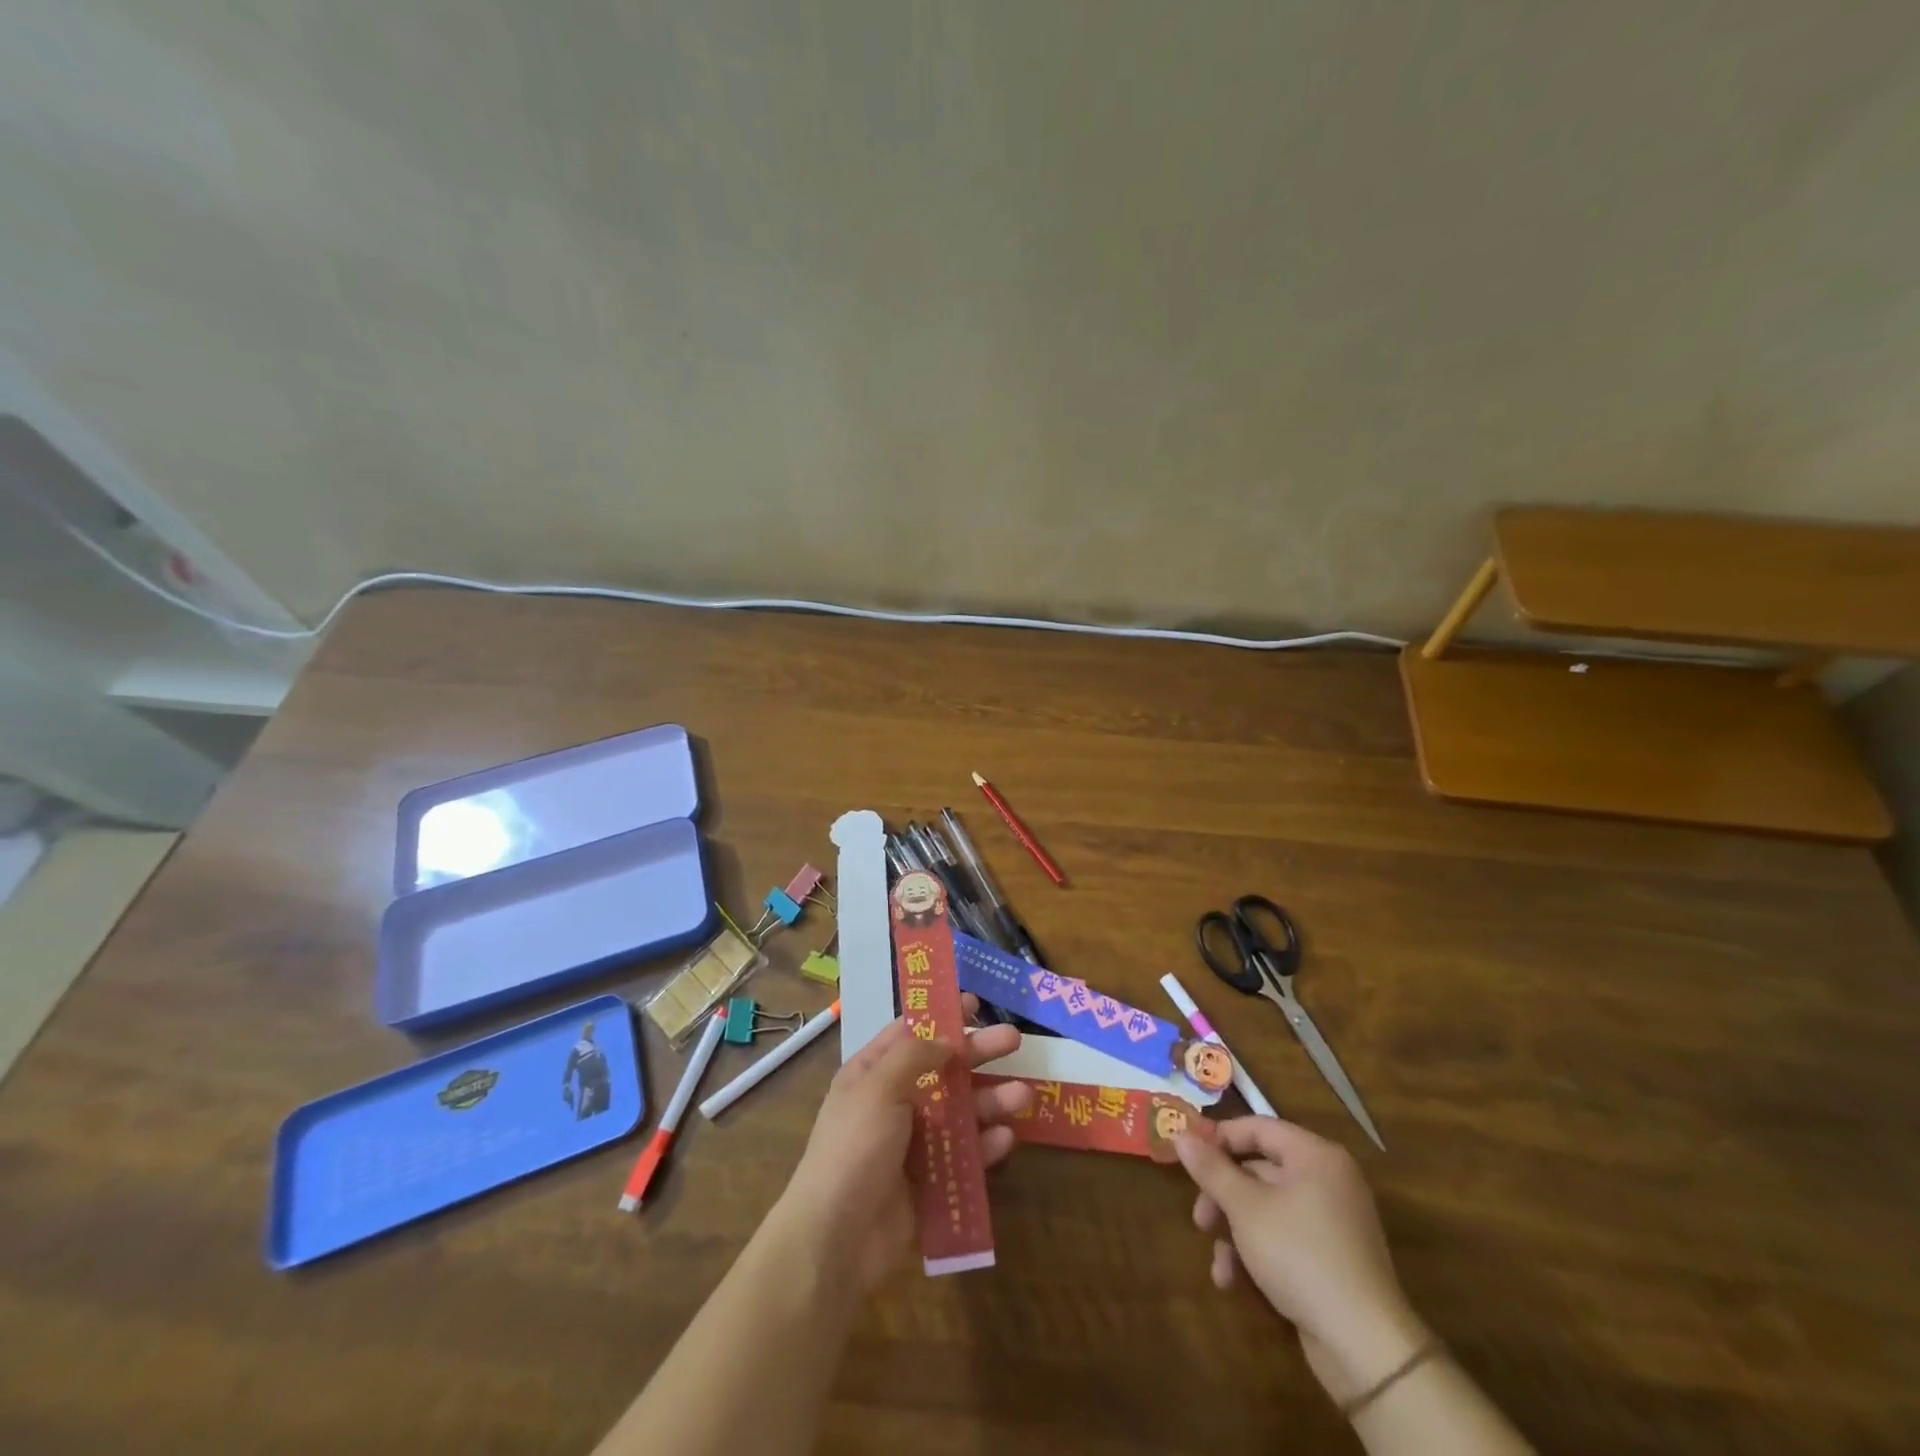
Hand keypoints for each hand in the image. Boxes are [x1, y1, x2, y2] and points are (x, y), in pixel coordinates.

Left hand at [772, 998, 1029, 1294]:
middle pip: (943, 1070)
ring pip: (959, 1113)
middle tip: (1015, 1039)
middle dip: (978, 1054)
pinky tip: (1006, 1138)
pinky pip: (963, 1156)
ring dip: (990, 1101)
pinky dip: (984, 1146)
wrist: (836, 1238)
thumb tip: (947, 1040)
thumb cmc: (854, 1147)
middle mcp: (894, 1102)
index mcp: (873, 1074)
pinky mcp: (929, 1181)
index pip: (911, 1034)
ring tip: (1024, 1095)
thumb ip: (914, 1056)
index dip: (942, 1017)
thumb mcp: (878, 1086)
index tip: (975, 1003)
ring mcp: (913, 1143)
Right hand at [1176, 1118, 1428, 1404]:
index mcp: (1314, 1155)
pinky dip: (1258, 1253)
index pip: (1257, 1127)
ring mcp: (1333, 1222)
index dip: (1219, 1138)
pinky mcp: (1332, 1260)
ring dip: (1235, 1232)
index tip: (1187, 1157)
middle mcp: (1327, 1180)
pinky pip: (1285, 1239)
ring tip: (1218, 1262)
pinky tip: (1235, 1282)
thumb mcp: (1245, 1207)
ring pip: (1267, 1209)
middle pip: (1260, 1170)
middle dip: (1223, 1196)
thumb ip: (1211, 1167)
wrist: (1364, 1346)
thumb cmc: (1299, 1254)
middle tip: (1200, 1219)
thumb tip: (1180, 1134)